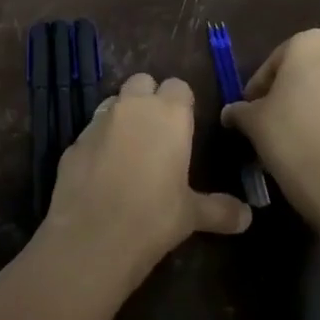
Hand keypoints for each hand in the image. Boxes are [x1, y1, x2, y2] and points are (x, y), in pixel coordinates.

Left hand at [40, 73, 251, 288]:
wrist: (92, 236)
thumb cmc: (153, 217)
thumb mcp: (192, 215)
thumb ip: (220, 210)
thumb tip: (247, 217)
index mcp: (168, 114)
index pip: (179, 86)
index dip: (181, 103)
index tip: (184, 126)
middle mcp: (132, 108)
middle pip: (141, 82)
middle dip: (149, 99)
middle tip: (157, 132)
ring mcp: (97, 122)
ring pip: (112, 103)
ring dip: (121, 117)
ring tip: (129, 151)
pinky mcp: (72, 143)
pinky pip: (90, 133)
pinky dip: (98, 143)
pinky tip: (102, 173)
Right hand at [221, 30, 319, 220]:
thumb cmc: (291, 136)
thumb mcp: (253, 122)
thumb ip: (240, 110)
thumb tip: (231, 113)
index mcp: (310, 43)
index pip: (274, 62)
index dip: (258, 87)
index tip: (248, 110)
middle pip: (306, 71)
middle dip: (288, 92)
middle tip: (270, 119)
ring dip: (312, 105)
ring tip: (294, 135)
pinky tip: (317, 146)